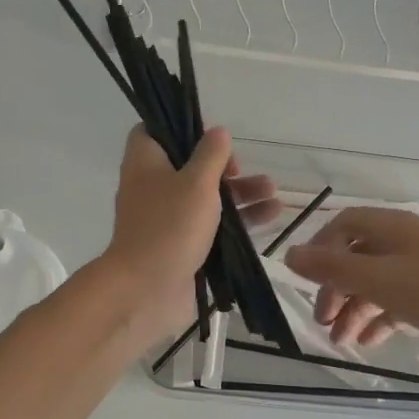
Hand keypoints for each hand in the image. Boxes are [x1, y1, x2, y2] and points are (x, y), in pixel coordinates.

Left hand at [98, 126, 278, 345]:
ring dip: (240, 191)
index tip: (210, 135)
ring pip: (207, 196)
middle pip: (189, 165)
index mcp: (146, 163)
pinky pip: (213, 225)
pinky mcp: (183, 245)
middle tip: (242, 170)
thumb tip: (217, 132)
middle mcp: (154, 187)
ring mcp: (168, 218)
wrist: (147, 291)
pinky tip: (272, 214)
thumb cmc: (169, 226)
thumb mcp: (196, 182)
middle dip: (223, 165)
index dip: (181, 127)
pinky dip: (239, 219)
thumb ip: (211, 155)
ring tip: (272, 191)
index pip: (154, 131)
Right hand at [286, 207, 418, 351]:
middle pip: (357, 257)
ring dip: (355, 308)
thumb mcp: (378, 280)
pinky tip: (370, 340)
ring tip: (341, 341)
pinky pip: (399, 298)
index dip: (319, 249)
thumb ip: (332, 269)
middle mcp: (404, 240)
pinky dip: (380, 316)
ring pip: (377, 281)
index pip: (342, 226)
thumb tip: (288, 254)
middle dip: (336, 289)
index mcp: (389, 227)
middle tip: (323, 322)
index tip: (305, 280)